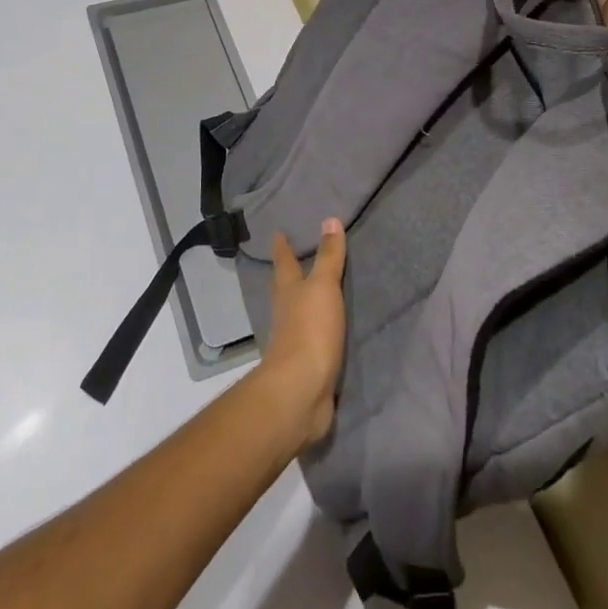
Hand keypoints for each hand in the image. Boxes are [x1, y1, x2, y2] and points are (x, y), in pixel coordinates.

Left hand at [258, 219, 347, 449]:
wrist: (301, 390)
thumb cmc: (310, 330)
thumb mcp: (323, 287)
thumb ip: (328, 256)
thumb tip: (329, 219)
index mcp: (288, 290)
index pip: (283, 261)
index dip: (282, 246)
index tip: (278, 232)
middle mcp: (286, 312)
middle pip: (286, 287)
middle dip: (290, 272)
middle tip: (297, 256)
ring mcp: (294, 339)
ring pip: (298, 312)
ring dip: (305, 300)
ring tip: (316, 290)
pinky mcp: (307, 363)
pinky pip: (313, 337)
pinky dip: (319, 328)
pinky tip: (329, 328)